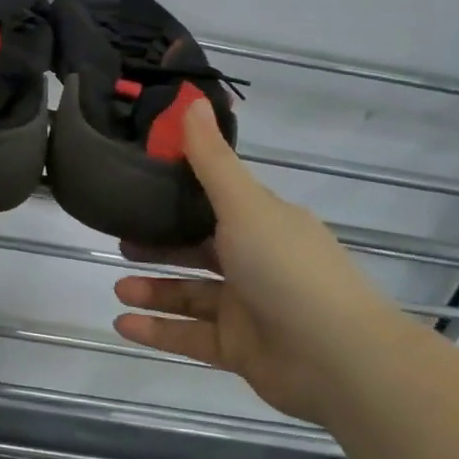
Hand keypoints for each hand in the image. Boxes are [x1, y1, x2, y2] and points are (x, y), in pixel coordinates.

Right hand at [112, 98, 396, 423]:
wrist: (339, 358)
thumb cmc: (287, 268)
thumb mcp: (244, 205)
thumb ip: (211, 159)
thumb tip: (192, 100)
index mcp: (262, 222)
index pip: (215, 200)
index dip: (178, 193)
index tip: (139, 185)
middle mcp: (255, 261)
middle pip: (198, 248)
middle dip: (159, 245)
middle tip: (121, 240)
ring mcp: (248, 307)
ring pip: (191, 294)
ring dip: (154, 290)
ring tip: (118, 287)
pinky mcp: (240, 348)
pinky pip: (191, 335)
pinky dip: (159, 330)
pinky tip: (122, 325)